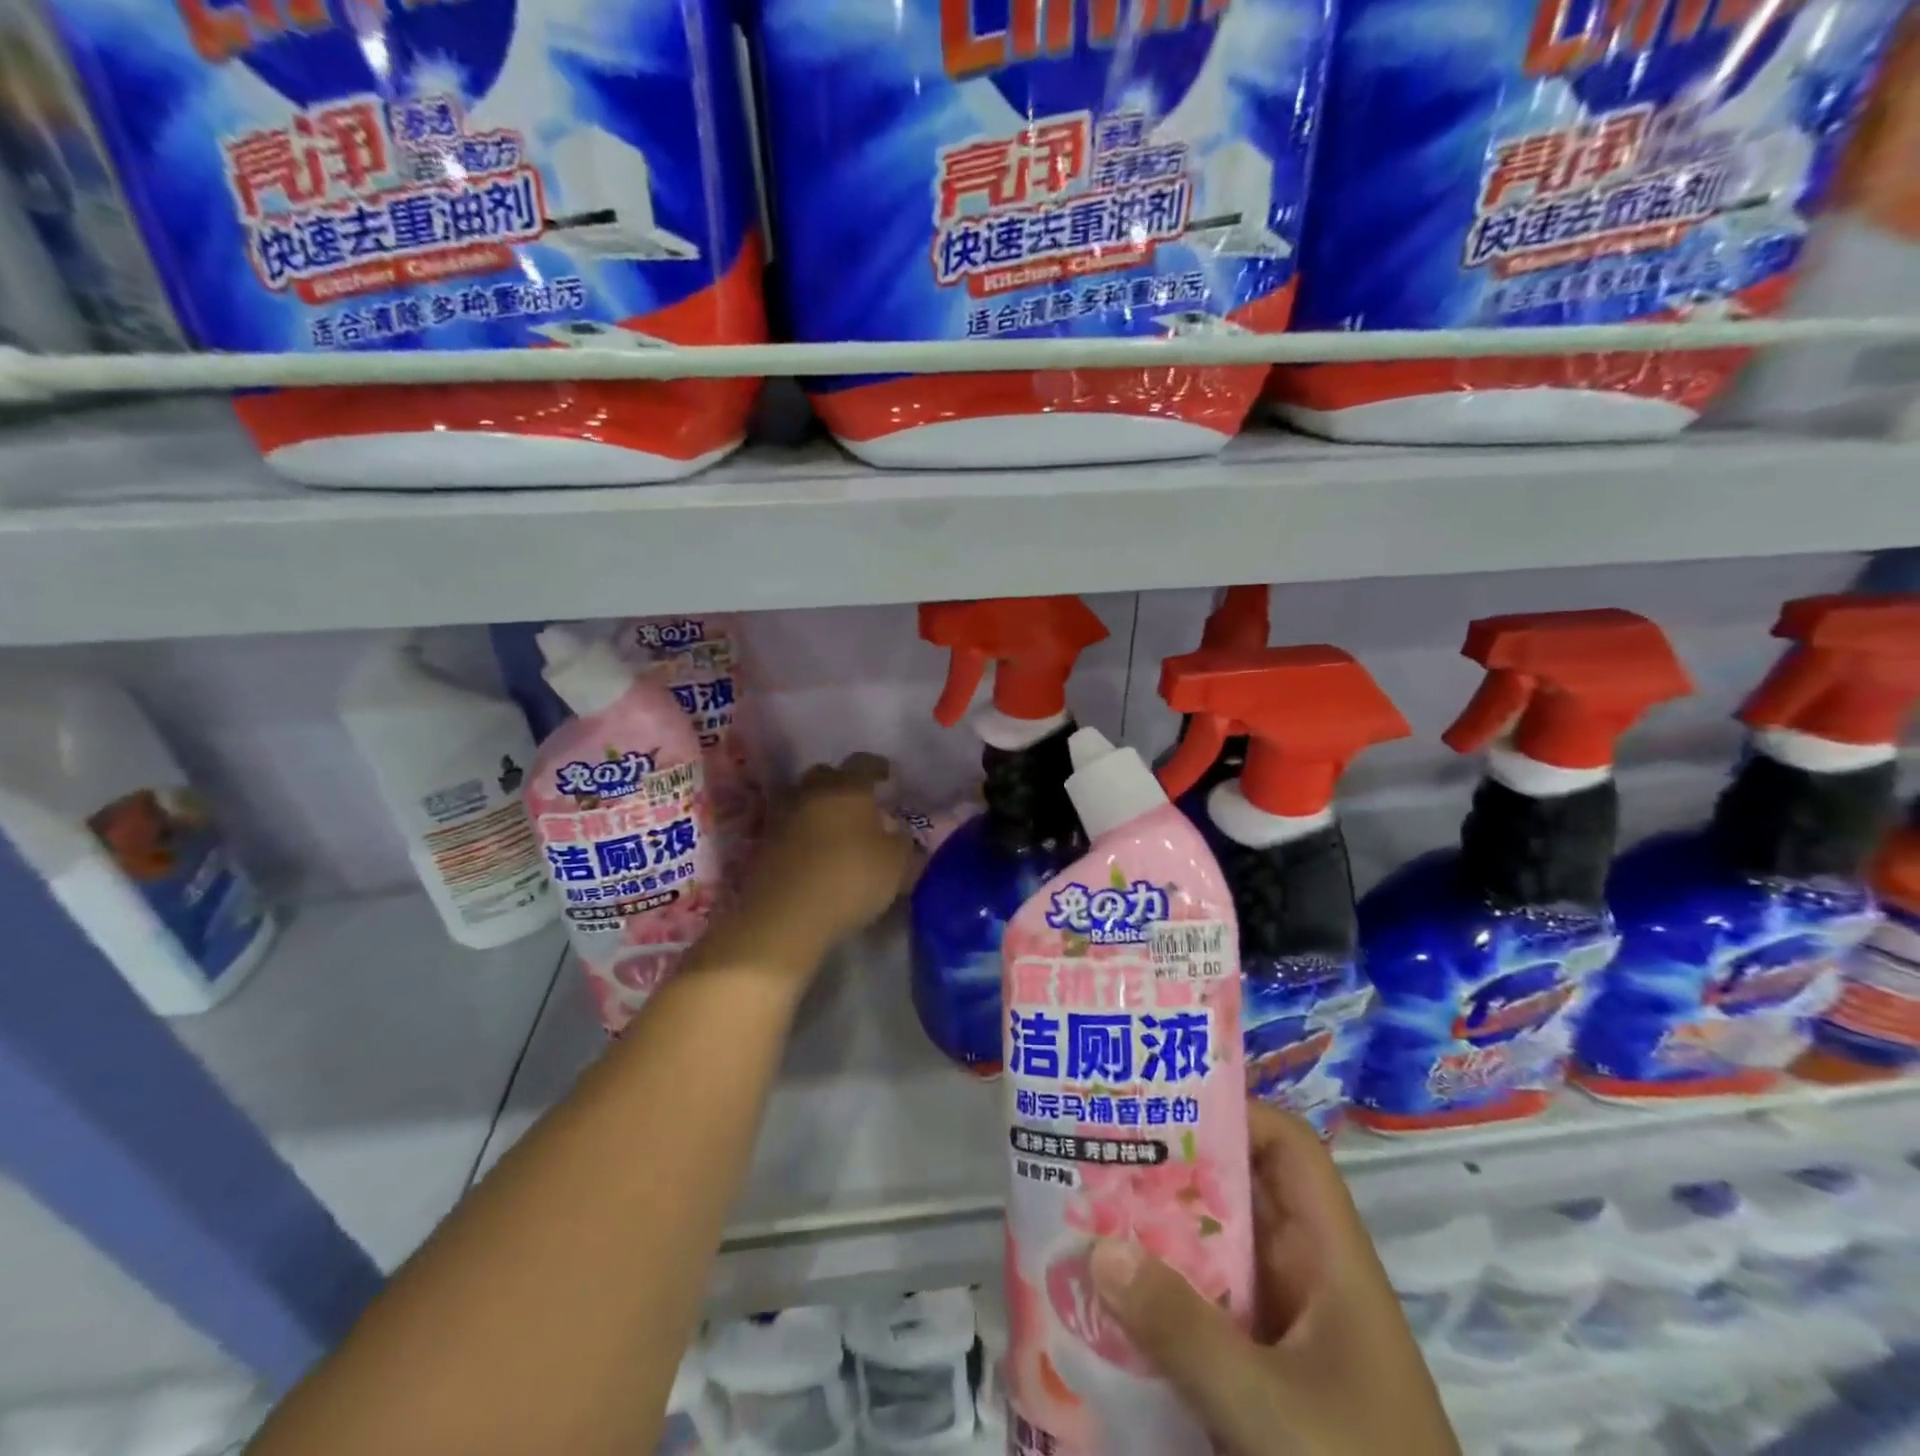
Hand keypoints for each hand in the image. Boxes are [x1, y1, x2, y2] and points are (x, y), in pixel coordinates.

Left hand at [713, 755, 918, 978]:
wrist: (785, 915)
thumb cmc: (850, 879)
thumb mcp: (896, 864)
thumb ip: (901, 842)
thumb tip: (897, 832)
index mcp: (847, 789)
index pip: (863, 763)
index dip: (877, 767)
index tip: (887, 775)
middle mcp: (811, 794)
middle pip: (824, 775)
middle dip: (841, 783)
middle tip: (857, 801)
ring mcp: (782, 819)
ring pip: (802, 801)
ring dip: (818, 809)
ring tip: (834, 829)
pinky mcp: (763, 846)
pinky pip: (789, 830)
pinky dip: (803, 835)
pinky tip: (815, 853)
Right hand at [1089, 1103, 1458, 1455]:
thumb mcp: (1271, 1411)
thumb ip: (1184, 1331)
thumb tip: (1100, 1249)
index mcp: (1331, 1260)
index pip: (1289, 1150)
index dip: (1234, 1113)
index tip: (1160, 1106)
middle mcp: (1308, 1281)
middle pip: (1240, 1196)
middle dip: (1172, 1171)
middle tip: (1098, 1150)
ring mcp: (1286, 1336)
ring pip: (1217, 1257)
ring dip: (1159, 1239)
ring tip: (1086, 1213)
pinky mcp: (1265, 1385)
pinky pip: (1207, 1318)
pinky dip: (1163, 1304)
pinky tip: (1108, 1306)